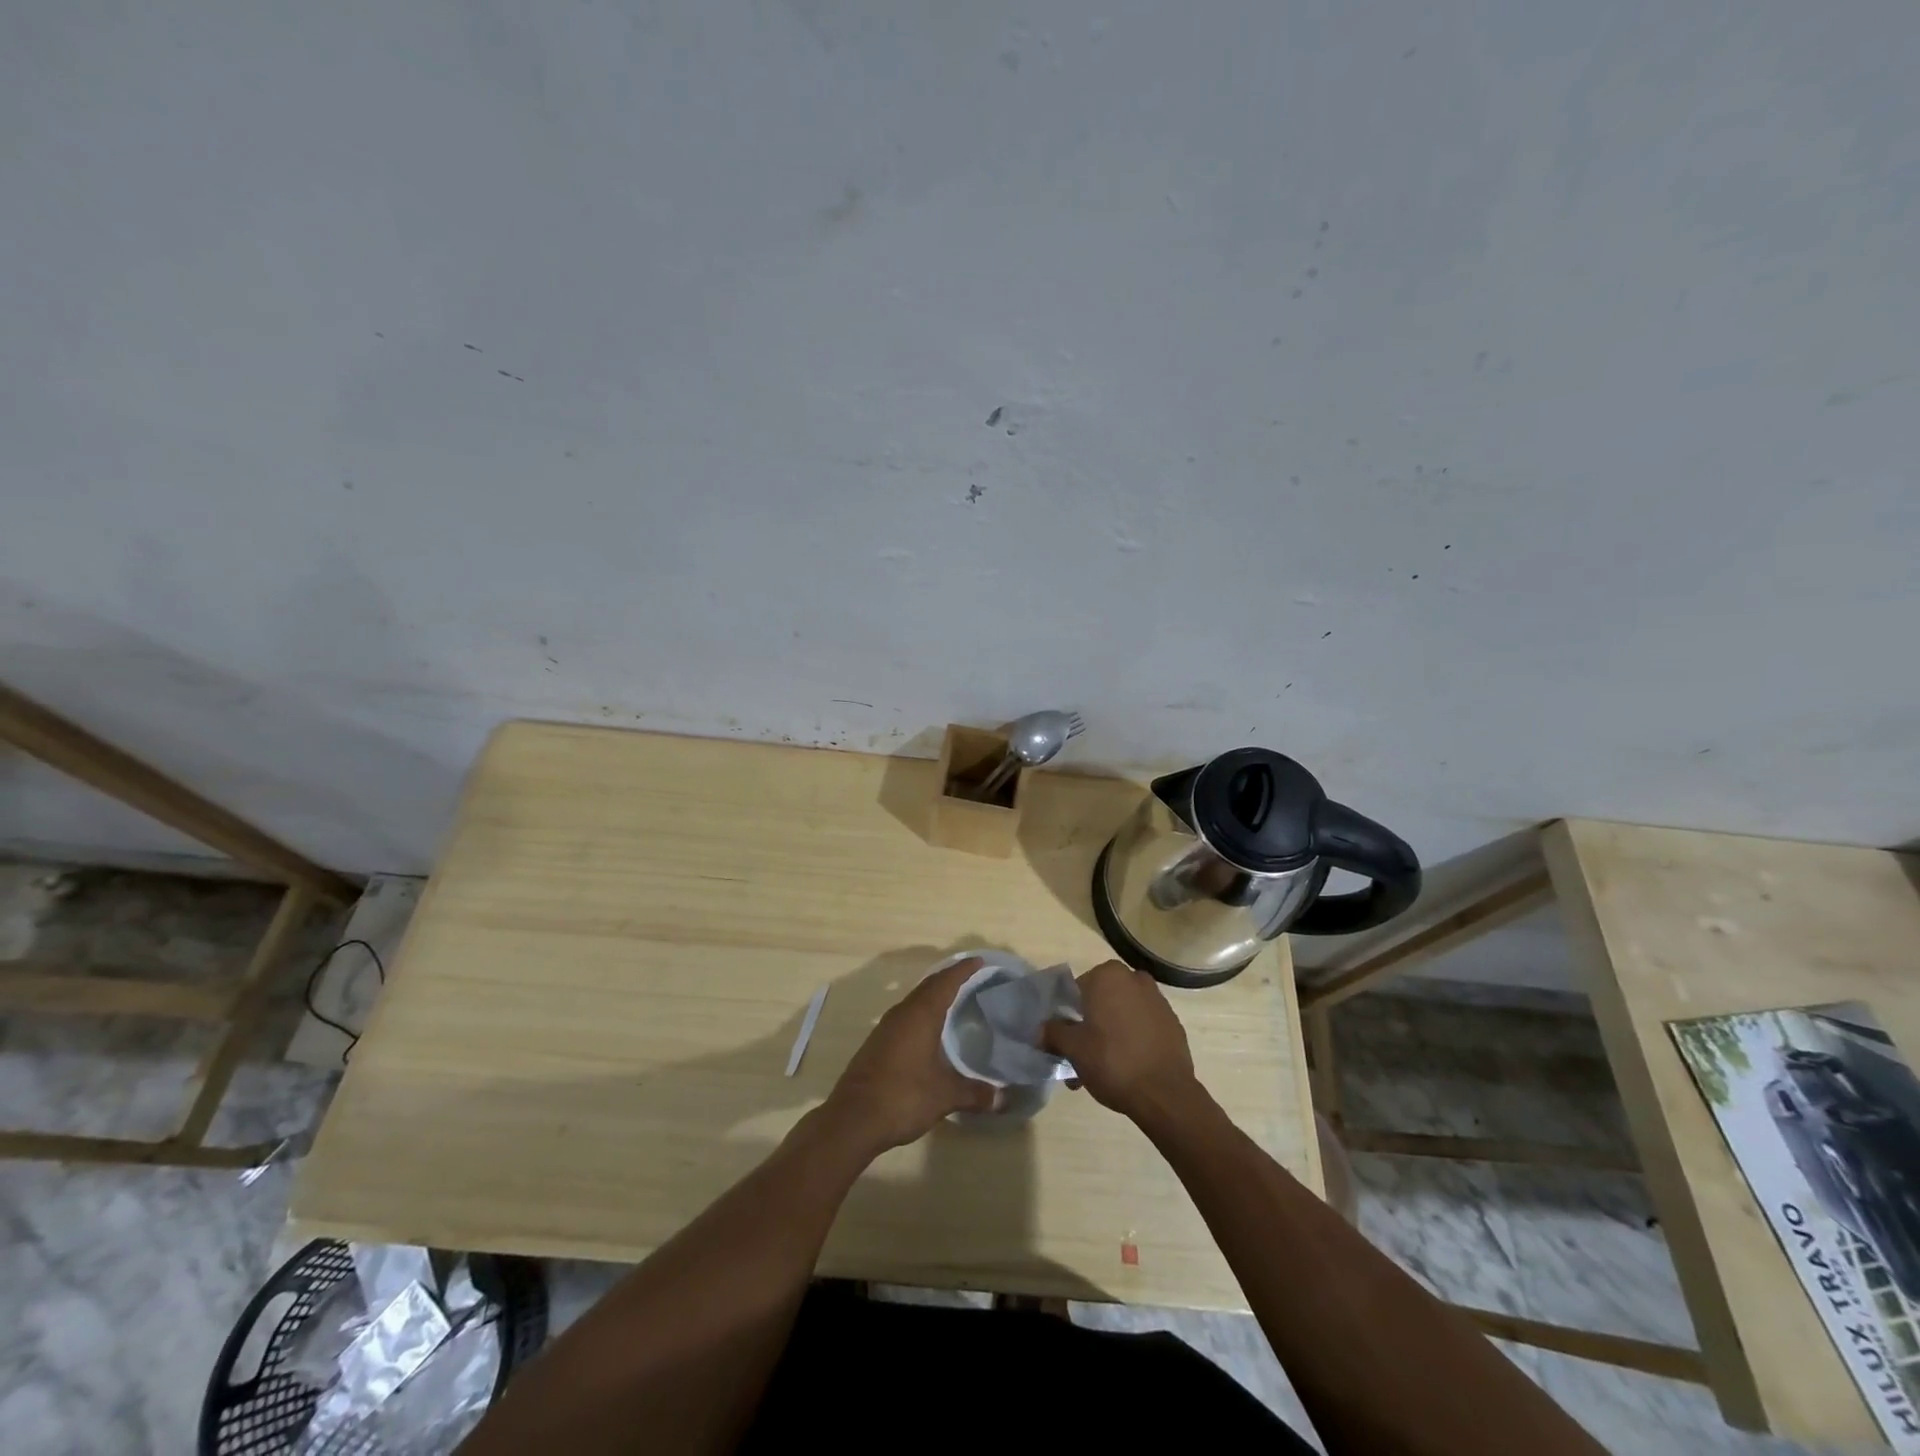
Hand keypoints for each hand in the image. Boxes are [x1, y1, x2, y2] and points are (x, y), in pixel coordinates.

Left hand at [823, 957, 997, 1153]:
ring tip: (952, 999)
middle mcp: (902, 1014)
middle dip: (948, 978)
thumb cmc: (903, 1097)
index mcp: (921, 1015)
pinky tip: (928, 1030)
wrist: (853, 1119)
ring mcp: (886, 1028)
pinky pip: (905, 1016)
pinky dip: (920, 1013)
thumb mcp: (945, 1095)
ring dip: (932, 995)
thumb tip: (1004, 1098)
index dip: (963, 970)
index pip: (945, 982)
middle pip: (928, 986)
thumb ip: (975, 1093)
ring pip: (914, 1001)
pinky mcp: (877, 1043)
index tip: (978, 960)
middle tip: (970, 975)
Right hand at [1043, 960, 1200, 1122]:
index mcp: (1108, 976)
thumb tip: (1041, 1030)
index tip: (1065, 1041)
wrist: (1165, 1093)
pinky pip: (1142, 1026)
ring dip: (1109, 1035)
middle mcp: (1134, 979)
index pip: (1077, 990)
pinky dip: (1132, 1040)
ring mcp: (1157, 1000)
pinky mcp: (1172, 1023)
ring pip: (1122, 1015)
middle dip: (1089, 1027)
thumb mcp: (1073, 1048)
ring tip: (1101, 1070)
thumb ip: (1054, 1033)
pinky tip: (1127, 1068)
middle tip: (1081, 1058)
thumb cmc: (1112, 1061)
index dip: (1067, 1016)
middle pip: (1101, 1002)